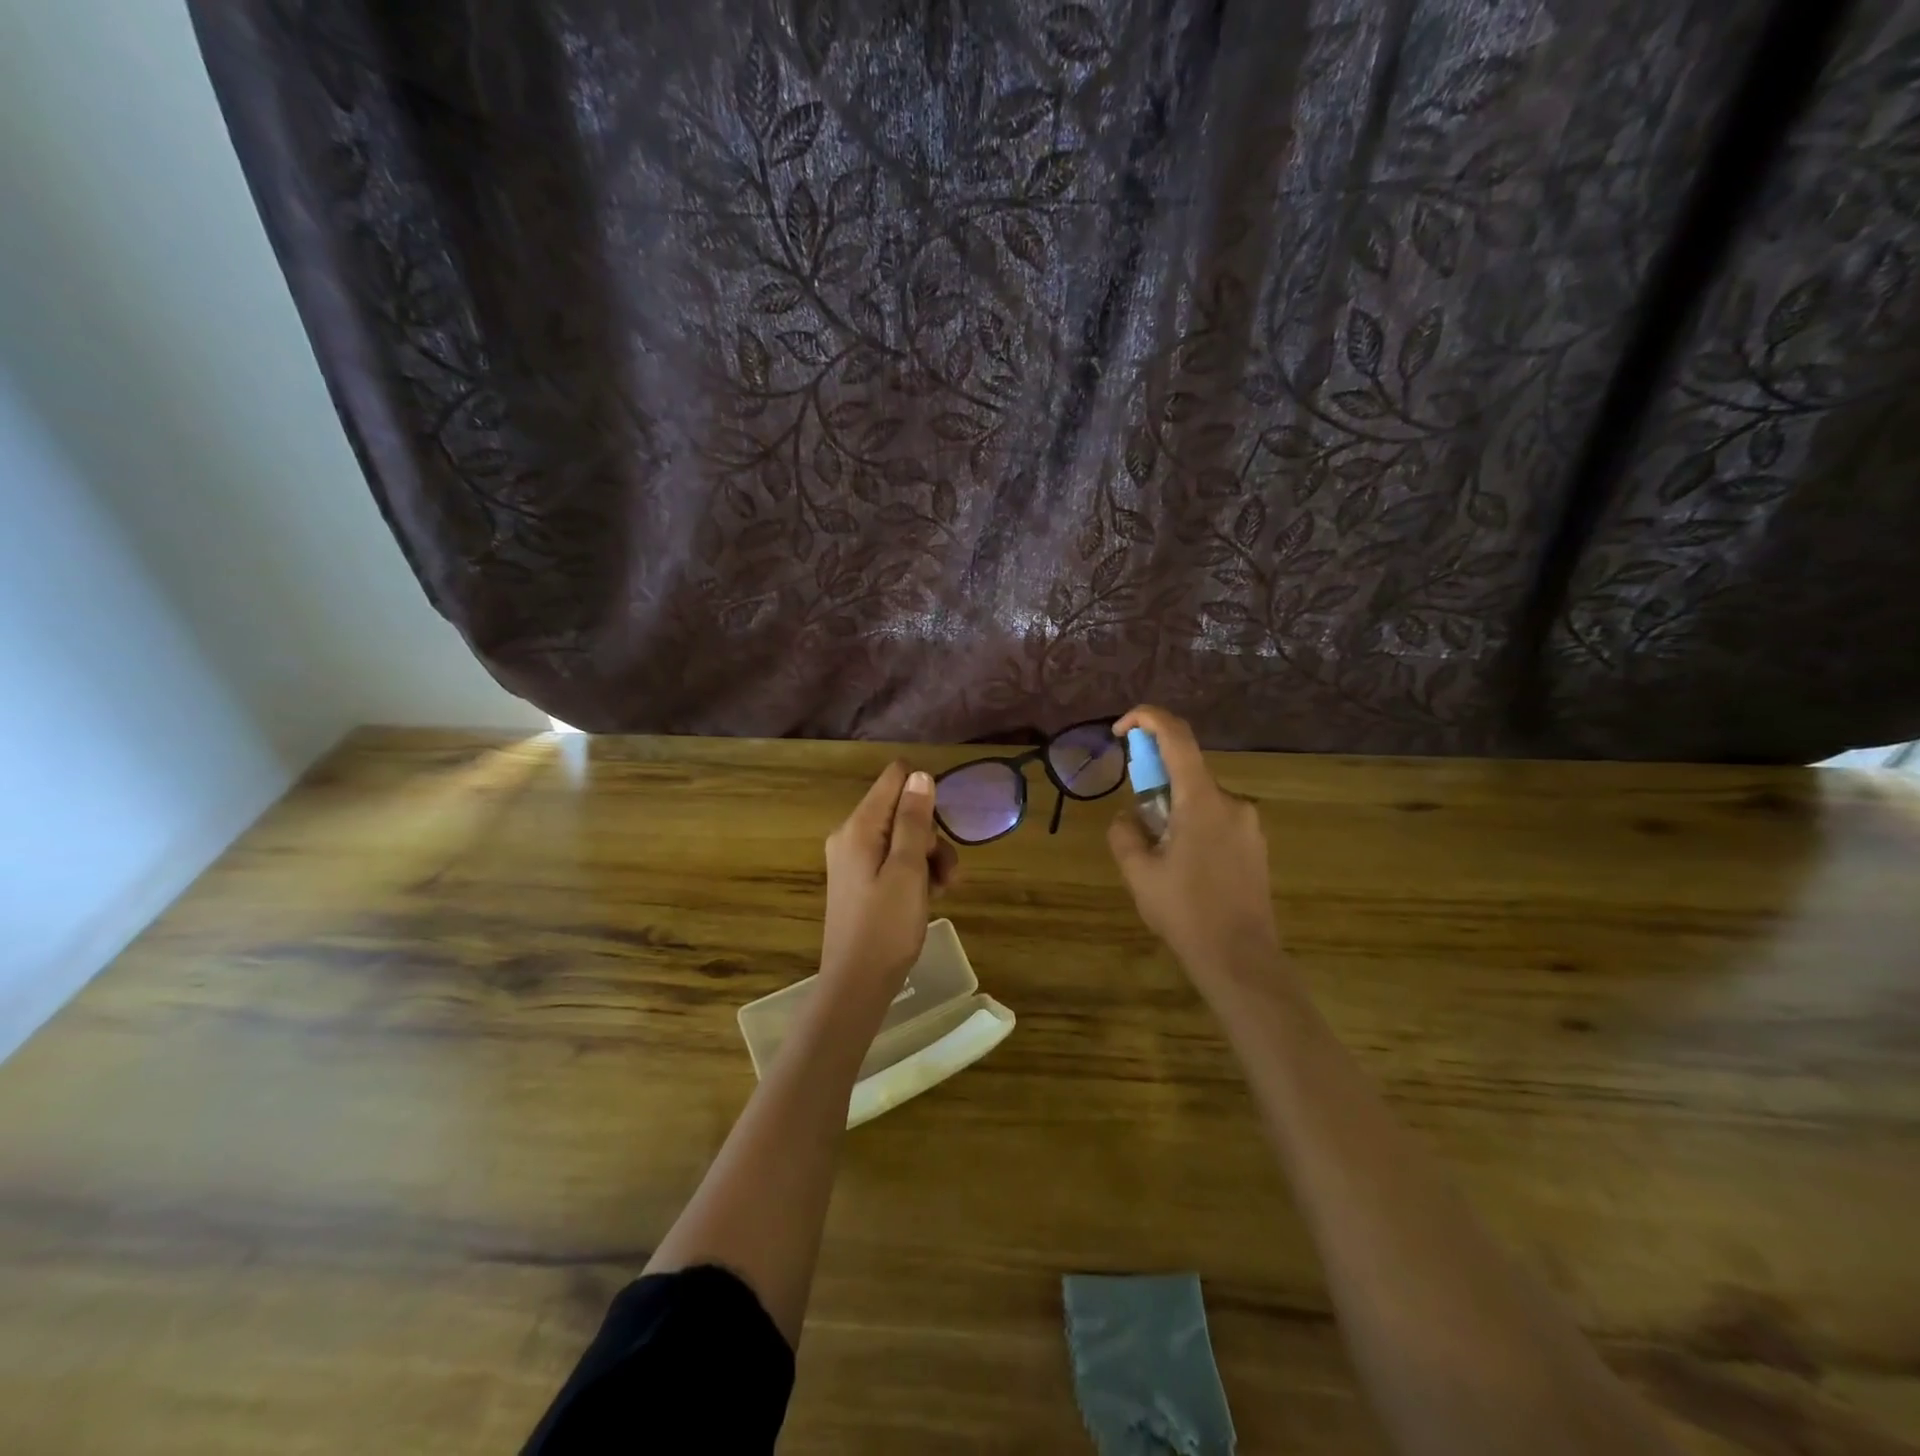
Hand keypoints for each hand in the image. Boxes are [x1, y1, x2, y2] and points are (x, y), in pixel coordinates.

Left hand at [820, 762, 959, 996]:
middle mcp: (851, 836)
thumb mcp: (908, 871)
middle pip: (902, 811)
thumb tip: (920, 775)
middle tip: (946, 871)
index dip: (924, 792)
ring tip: (944, 889)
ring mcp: (854, 860)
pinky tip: (931, 896)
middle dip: (931, 835)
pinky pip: (894, 861)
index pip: (894, 779)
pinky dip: (916, 873)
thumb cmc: (886, 927)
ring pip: (903, 839)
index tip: (943, 823)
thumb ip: (914, 821)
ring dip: (929, 858)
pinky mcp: (861, 881)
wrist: (857, 985)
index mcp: (859, 828)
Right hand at [1108, 705, 1281, 989]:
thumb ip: (1125, 833)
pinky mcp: (1256, 845)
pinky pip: (1218, 819)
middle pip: (1187, 771)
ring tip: (1160, 857)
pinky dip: (1194, 825)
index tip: (1120, 728)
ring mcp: (1249, 824)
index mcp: (1201, 800)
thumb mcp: (1138, 873)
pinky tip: (1185, 868)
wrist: (1240, 959)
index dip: (1147, 718)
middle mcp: (1232, 801)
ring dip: (1174, 810)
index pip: (1177, 737)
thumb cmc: (1185, 913)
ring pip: (1201, 799)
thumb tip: (1129, 816)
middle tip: (1136, 822)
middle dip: (1155, 783)